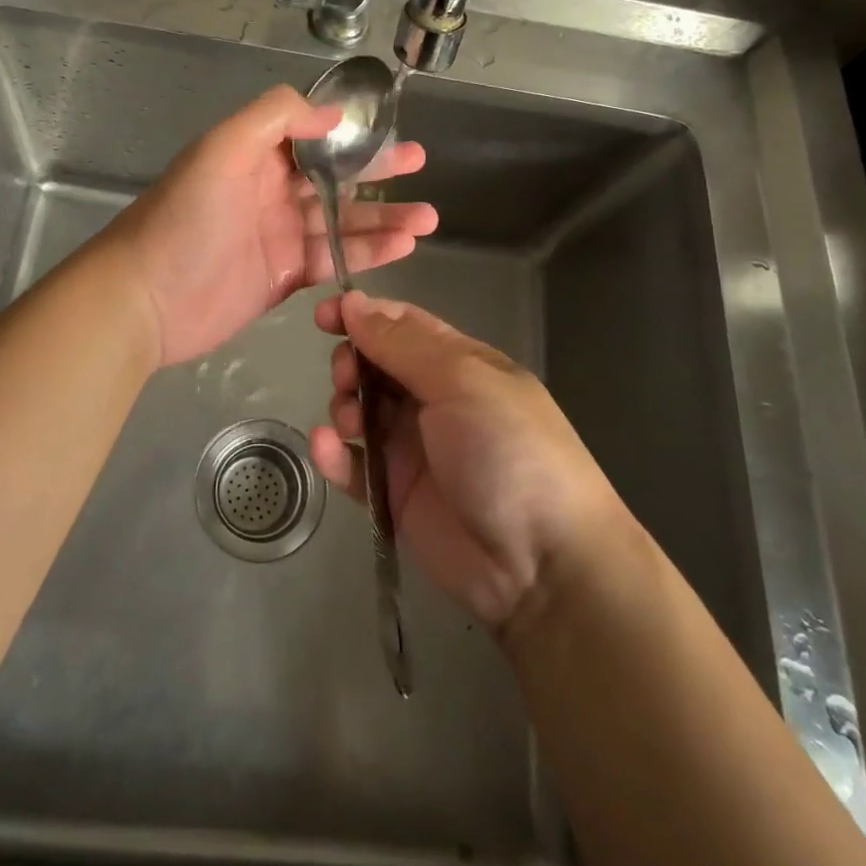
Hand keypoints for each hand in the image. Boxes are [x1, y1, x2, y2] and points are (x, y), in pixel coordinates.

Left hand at [103, 86, 437, 366]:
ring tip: (426, 219)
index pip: (313, 135)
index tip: (390, 129)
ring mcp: (279, 235)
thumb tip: (332, 114)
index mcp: (255, 155)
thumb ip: (275, 118)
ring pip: (342, 221)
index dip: (352, 132)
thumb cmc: (184, 218)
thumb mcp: (221, 149)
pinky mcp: (284, 276)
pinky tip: (401, 247)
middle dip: (379, 172)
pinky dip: (367, 253)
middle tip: (421, 167)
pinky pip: (334, 259)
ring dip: (384, 218)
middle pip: (335, 177)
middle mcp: (270, 190)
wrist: (145, 299)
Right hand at [309, 291, 633, 633]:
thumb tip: (354, 302)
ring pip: (360, 411)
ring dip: (343, 407)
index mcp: (459, 364)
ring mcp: (414, 449)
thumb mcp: (462, 381)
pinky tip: (327, 449)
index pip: (403, 325)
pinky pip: (354, 465)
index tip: (323, 315)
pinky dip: (334, 454)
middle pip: (376, 366)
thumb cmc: (508, 450)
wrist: (542, 564)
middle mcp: (434, 400)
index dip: (363, 315)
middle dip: (352, 363)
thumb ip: (402, 344)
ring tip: (350, 423)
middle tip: (347, 378)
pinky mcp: (395, 494)